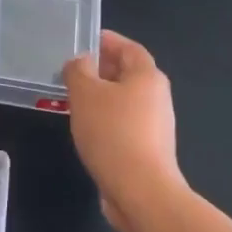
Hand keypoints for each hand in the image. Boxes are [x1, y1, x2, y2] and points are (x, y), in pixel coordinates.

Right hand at [62, 31, 186, 224]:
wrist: (140, 190)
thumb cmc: (113, 132)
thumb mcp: (85, 94)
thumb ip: (79, 70)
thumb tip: (82, 61)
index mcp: (148, 76)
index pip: (129, 48)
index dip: (107, 41)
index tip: (84, 40)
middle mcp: (157, 97)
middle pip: (128, 73)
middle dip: (102, 69)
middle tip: (73, 71)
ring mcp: (155, 125)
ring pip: (125, 100)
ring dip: (102, 96)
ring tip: (74, 99)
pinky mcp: (148, 150)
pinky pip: (124, 123)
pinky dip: (106, 119)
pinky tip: (87, 129)